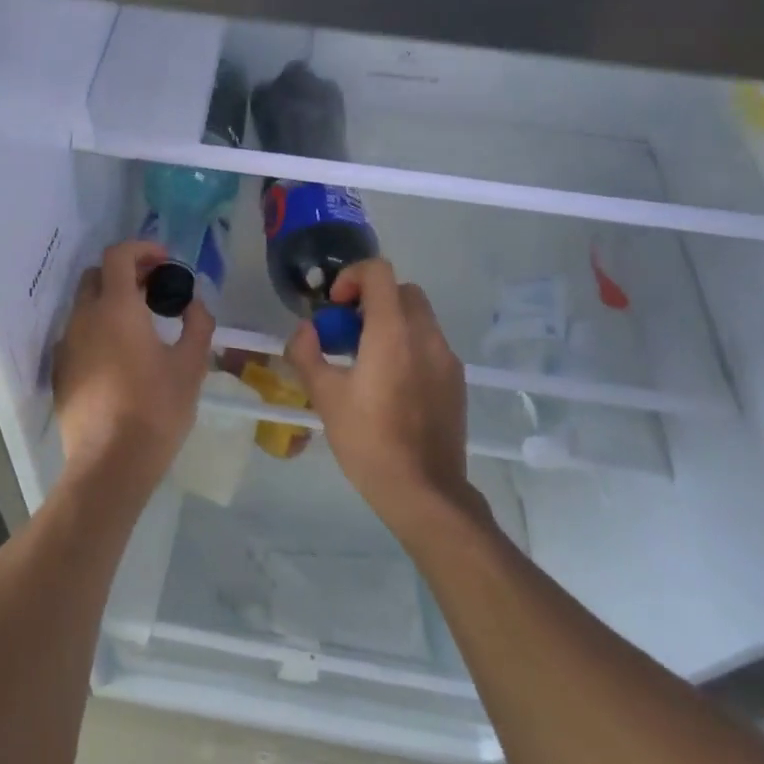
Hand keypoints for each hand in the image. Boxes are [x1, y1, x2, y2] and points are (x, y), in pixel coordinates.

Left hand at [52, 239, 212, 494]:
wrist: (109, 465)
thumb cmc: (155, 410)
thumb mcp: (190, 366)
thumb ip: (197, 324)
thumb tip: (194, 304)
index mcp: (116, 308)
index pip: (118, 255)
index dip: (142, 249)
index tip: (165, 262)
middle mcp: (84, 318)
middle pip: (97, 275)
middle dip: (125, 272)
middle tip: (155, 288)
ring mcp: (67, 345)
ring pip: (85, 306)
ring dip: (111, 301)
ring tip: (141, 323)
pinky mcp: (60, 371)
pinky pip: (77, 334)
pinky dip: (98, 328)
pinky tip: (120, 356)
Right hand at [285, 260, 474, 533]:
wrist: (424, 491)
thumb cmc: (368, 440)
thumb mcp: (324, 396)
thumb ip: (307, 353)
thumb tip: (306, 330)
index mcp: (392, 331)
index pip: (378, 271)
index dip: (352, 277)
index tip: (335, 307)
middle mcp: (425, 335)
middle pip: (402, 291)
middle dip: (372, 300)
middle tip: (348, 332)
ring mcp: (447, 358)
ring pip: (419, 318)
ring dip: (391, 324)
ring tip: (368, 361)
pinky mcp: (457, 381)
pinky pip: (431, 346)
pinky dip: (409, 347)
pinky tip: (392, 386)